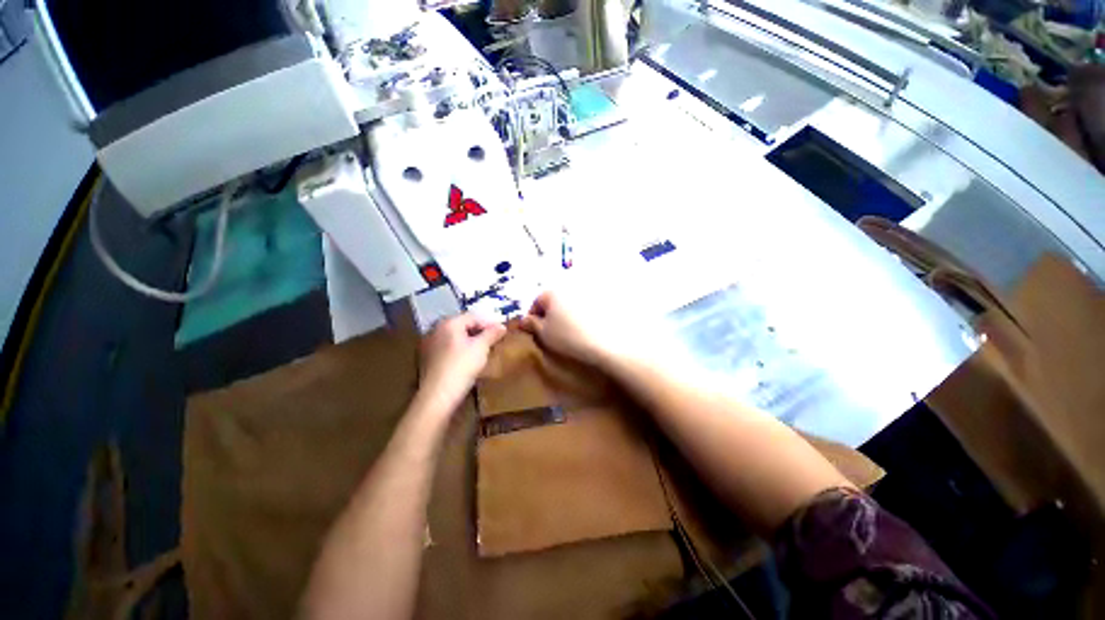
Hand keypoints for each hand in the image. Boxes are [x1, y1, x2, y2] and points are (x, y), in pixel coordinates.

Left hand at [419, 314, 506, 407]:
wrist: (438, 395)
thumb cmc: (462, 366)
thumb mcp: (481, 348)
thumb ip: (492, 334)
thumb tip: (501, 326)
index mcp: (448, 323)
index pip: (473, 316)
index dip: (489, 323)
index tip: (501, 332)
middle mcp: (436, 329)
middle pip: (462, 325)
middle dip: (478, 331)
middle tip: (492, 339)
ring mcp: (429, 344)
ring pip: (454, 337)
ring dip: (469, 340)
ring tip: (482, 350)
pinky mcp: (427, 358)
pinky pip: (447, 347)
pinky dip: (458, 349)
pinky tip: (466, 359)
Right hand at [520, 291, 616, 366]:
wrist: (607, 343)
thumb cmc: (569, 337)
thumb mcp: (544, 334)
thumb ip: (532, 324)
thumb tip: (524, 320)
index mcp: (553, 292)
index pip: (537, 301)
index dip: (533, 317)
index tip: (535, 331)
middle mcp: (570, 286)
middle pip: (554, 300)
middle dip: (551, 313)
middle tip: (552, 331)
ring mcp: (588, 291)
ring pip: (571, 302)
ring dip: (567, 313)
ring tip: (570, 330)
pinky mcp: (603, 299)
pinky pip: (587, 306)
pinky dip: (583, 314)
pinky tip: (586, 327)